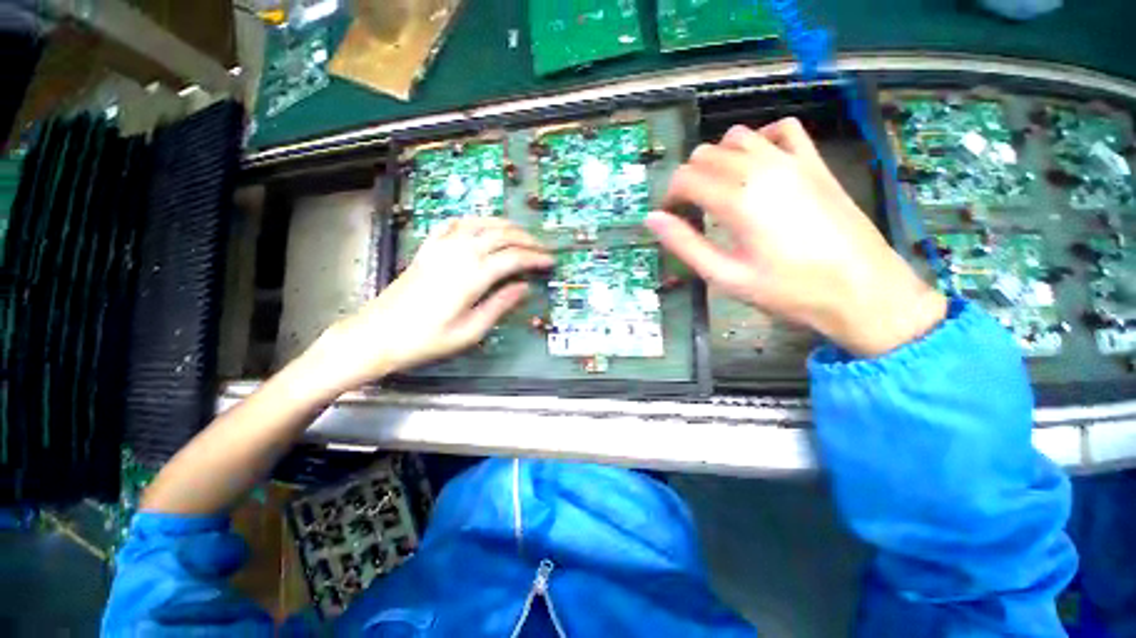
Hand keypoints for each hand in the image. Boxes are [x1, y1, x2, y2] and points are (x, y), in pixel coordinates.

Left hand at [306, 217, 552, 392]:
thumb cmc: (425, 340)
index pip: (513, 258)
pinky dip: (474, 220)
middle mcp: (458, 255)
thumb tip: (524, 288)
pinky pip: (454, 224)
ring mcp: (441, 248)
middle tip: (541, 248)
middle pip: (500, 236)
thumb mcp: (469, 331)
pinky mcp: (427, 249)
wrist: (376, 335)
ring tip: (521, 233)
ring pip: (480, 224)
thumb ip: (499, 305)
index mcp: (471, 277)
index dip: (535, 258)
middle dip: (526, 239)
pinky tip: (482, 225)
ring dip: (505, 225)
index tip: (550, 262)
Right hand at [645, 118, 946, 356]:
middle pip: (706, 154)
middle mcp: (761, 169)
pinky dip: (761, 139)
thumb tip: (652, 219)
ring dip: (718, 159)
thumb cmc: (788, 289)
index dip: (670, 196)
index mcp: (737, 199)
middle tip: (691, 210)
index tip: (670, 217)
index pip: (685, 178)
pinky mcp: (815, 163)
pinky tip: (757, 163)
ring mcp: (792, 161)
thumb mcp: (725, 276)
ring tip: (719, 190)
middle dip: (689, 179)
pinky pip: (782, 130)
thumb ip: (685, 244)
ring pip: (738, 137)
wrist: (862, 289)